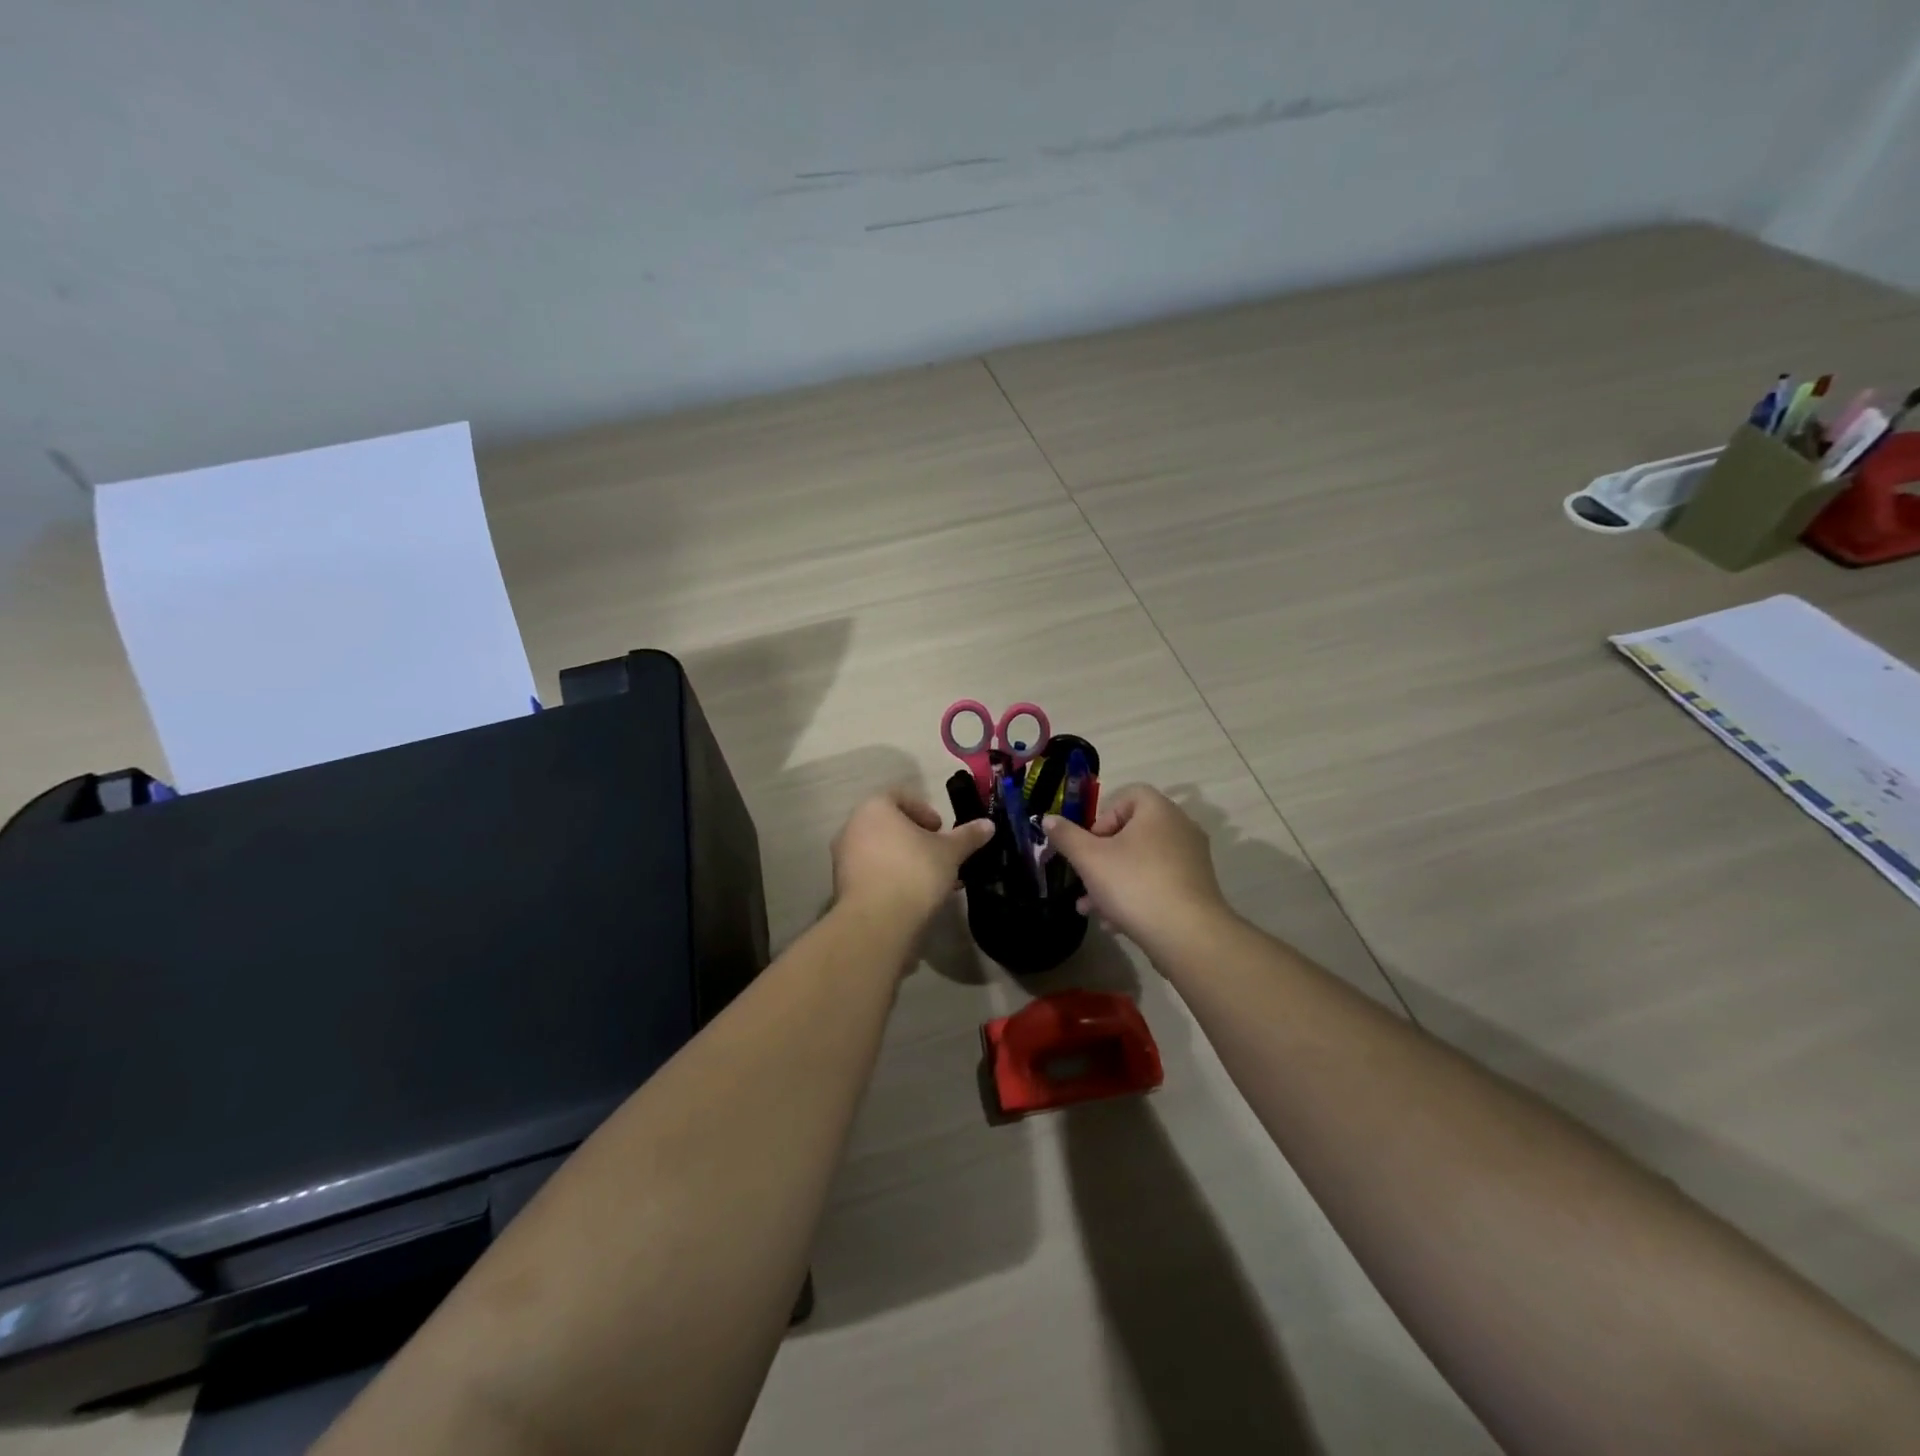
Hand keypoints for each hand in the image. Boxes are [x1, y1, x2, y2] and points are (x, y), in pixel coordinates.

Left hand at [832, 788, 995, 926]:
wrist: (878, 921)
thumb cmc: (915, 872)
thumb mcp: (950, 853)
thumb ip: (968, 836)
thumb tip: (988, 824)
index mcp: (875, 808)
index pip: (900, 797)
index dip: (924, 810)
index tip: (941, 830)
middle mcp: (853, 826)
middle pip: (889, 825)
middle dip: (916, 838)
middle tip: (938, 854)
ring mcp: (843, 857)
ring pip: (881, 850)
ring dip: (905, 860)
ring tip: (931, 880)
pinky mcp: (842, 885)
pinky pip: (872, 873)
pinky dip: (891, 878)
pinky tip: (913, 897)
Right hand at [1043, 786, 1232, 956]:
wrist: (1187, 935)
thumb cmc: (1134, 884)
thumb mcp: (1089, 859)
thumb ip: (1066, 836)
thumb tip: (1048, 819)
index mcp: (1158, 810)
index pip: (1128, 796)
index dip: (1102, 816)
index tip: (1089, 844)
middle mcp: (1180, 828)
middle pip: (1132, 833)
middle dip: (1101, 858)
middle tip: (1084, 879)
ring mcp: (1192, 859)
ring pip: (1142, 862)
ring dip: (1113, 881)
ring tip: (1090, 908)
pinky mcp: (1196, 888)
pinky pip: (1159, 883)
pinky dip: (1136, 896)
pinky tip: (1115, 923)